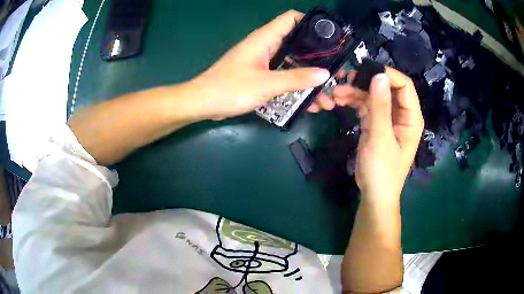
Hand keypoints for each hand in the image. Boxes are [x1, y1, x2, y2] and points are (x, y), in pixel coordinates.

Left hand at [189, 10, 329, 119]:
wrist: (202, 103)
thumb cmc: (230, 89)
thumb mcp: (266, 84)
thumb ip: (296, 78)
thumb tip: (324, 74)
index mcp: (265, 38)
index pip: (291, 19)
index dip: (311, 23)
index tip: (330, 38)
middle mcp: (266, 46)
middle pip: (297, 44)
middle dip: (318, 58)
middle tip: (336, 73)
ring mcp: (263, 61)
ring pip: (292, 64)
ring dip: (309, 78)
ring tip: (327, 96)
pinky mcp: (260, 75)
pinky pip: (283, 77)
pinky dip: (296, 87)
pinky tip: (309, 103)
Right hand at [315, 68, 423, 201]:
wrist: (374, 194)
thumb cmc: (383, 171)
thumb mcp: (381, 138)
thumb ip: (380, 106)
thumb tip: (379, 75)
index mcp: (410, 117)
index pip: (404, 85)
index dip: (387, 75)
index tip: (364, 71)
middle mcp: (400, 114)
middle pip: (386, 88)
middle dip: (366, 82)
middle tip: (344, 79)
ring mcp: (387, 118)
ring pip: (372, 96)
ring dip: (355, 92)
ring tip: (335, 93)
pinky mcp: (375, 124)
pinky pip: (364, 106)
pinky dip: (352, 102)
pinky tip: (338, 100)